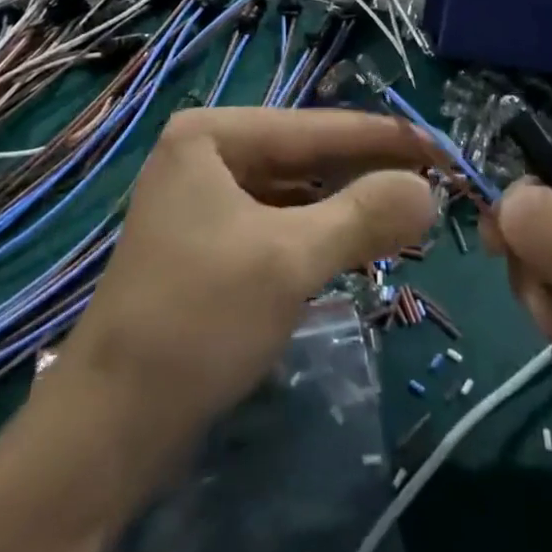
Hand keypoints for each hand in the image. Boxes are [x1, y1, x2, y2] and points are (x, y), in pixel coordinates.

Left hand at [36, 108, 435, 489]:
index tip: (442, 146)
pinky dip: (317, 232)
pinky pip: (276, 221)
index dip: (382, 137)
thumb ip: (363, 216)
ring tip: (406, 214)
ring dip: (345, 204)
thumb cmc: (197, 320)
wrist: (110, 425)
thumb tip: (428, 189)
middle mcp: (205, 153)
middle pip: (303, 155)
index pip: (314, 126)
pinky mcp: (208, 242)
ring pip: (292, 191)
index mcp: (212, 134)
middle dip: (365, 172)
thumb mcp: (289, 260)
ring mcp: (203, 198)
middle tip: (434, 184)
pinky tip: (356, 244)